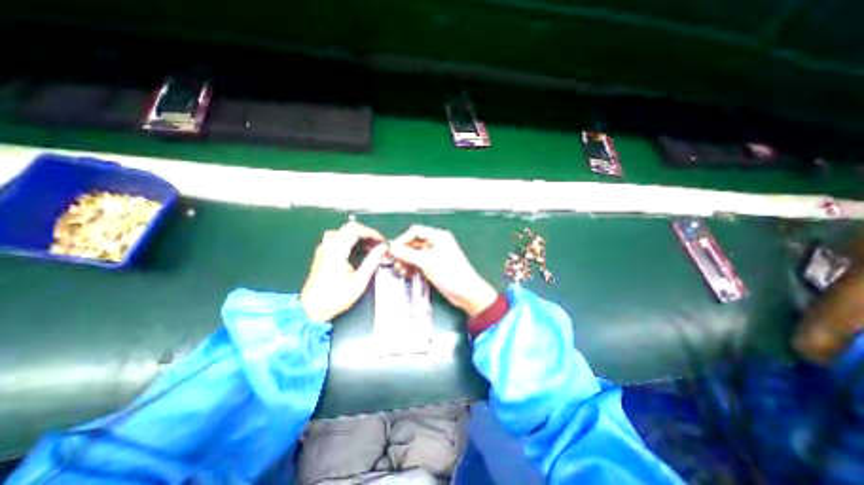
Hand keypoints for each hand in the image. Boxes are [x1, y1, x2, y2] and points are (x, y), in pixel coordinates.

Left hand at [301, 221, 387, 321]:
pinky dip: (351, 241)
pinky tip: (359, 251)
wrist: (312, 310)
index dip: (372, 233)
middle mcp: (328, 246)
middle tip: (379, 244)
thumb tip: (384, 248)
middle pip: (349, 228)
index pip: (355, 230)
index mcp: (336, 251)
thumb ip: (372, 261)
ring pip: (343, 232)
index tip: (383, 242)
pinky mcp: (323, 254)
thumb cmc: (336, 297)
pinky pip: (338, 239)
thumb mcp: (359, 281)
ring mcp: (324, 249)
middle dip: (367, 234)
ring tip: (371, 247)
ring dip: (359, 237)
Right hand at [389, 223, 495, 316]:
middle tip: (394, 262)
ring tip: (400, 270)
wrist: (466, 292)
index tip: (392, 250)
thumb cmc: (450, 274)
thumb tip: (392, 248)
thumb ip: (408, 254)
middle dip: (403, 252)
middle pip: (414, 243)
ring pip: (415, 253)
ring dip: (406, 260)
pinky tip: (407, 273)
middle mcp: (436, 243)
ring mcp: (435, 254)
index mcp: (438, 236)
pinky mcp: (434, 265)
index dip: (402, 239)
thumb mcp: (427, 263)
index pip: (415, 231)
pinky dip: (412, 266)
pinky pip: (419, 262)